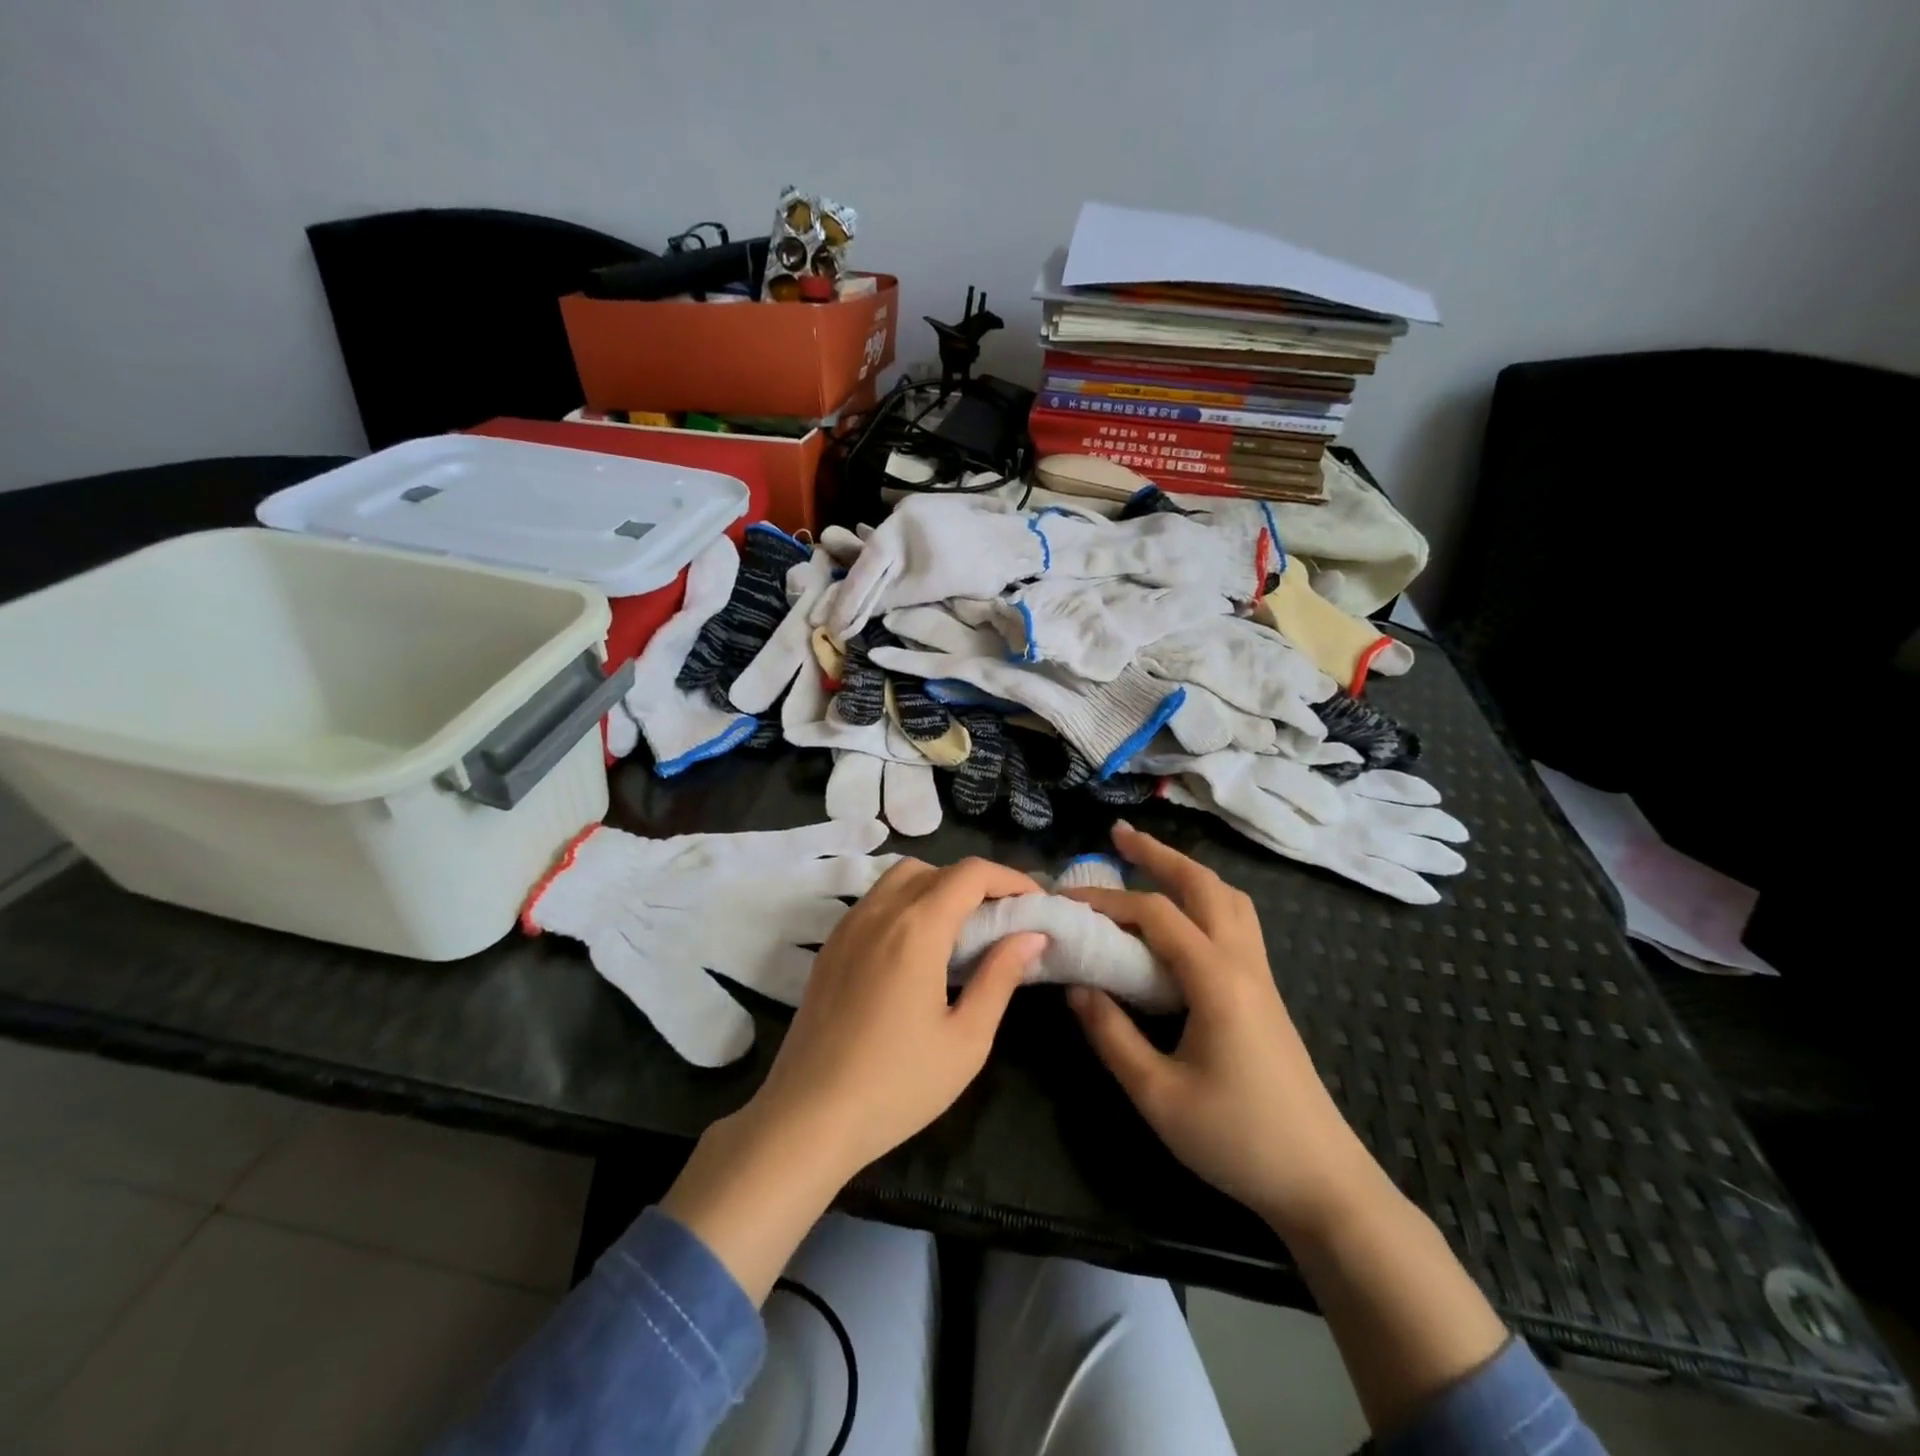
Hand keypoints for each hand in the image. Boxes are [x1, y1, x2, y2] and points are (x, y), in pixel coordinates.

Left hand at [755, 856, 1045, 1176]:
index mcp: (917, 927)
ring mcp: (849, 926)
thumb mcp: (966, 1039)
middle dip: (978, 883)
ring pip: (901, 878)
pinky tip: (918, 947)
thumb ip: (1000, 977)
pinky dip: (907, 902)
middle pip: (937, 869)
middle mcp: (880, 911)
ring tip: (963, 930)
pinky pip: (876, 901)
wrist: (807, 1118)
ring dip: (939, 887)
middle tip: (1004, 919)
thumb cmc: (897, 1084)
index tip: (1035, 904)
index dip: (1010, 879)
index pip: (971, 874)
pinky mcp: (831, 946)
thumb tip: (1030, 935)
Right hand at [1062, 822, 1379, 1241]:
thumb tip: (1076, 986)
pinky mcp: (1265, 993)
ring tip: (1152, 863)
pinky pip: (1237, 922)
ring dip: (1188, 871)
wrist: (1322, 1181)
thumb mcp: (1157, 1095)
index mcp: (1216, 979)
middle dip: (1159, 854)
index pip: (1156, 915)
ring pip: (1228, 899)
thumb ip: (1111, 1035)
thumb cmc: (1237, 1139)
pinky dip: (1207, 898)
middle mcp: (1242, 963)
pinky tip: (1185, 917)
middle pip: (1203, 885)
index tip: (1067, 900)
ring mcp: (1260, 975)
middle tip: (1119, 835)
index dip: (1108, 901)